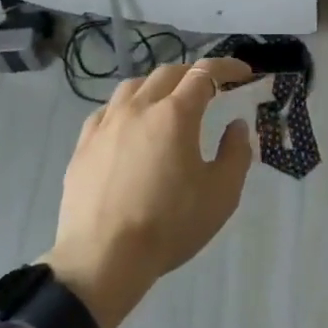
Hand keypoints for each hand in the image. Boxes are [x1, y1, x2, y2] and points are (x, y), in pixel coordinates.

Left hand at [42, 60, 254, 327]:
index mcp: (175, 114)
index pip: (205, 73)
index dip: (227, 67)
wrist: (102, 259)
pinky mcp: (83, 144)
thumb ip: (236, 154)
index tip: (243, 72)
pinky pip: (107, 110)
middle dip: (193, 73)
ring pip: (134, 85)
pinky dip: (126, 107)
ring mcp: (107, 124)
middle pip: (169, 72)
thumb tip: (237, 126)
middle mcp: (139, 107)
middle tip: (210, 87)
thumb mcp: (221, 195)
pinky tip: (129, 125)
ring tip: (168, 100)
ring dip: (157, 85)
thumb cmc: (168, 226)